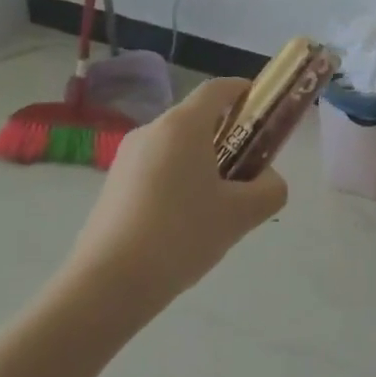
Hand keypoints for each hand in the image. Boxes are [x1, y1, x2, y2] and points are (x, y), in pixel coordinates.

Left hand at [59, 77, 286, 327]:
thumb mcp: (241, 214)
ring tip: (216, 207)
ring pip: (176, 147)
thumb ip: (270, 189)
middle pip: (198, 119)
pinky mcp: (111, 186)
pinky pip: (155, 169)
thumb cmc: (180, 236)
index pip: (219, 88)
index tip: (264, 112)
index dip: (246, 92)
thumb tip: (267, 179)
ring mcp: (126, 158)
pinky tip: (182, 225)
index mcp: (183, 125)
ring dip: (202, 163)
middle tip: (247, 172)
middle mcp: (152, 130)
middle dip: (228, 136)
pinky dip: (176, 182)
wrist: (105, 288)